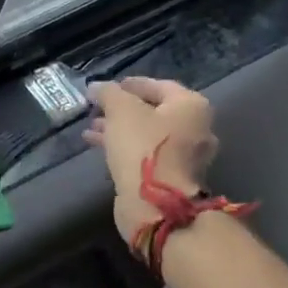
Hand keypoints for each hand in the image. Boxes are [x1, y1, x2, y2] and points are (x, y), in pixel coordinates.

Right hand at [84, 78, 219, 244]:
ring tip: (91, 129)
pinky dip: (125, 148)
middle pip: (154, 112)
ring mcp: (186, 156)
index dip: (130, 84)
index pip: (159, 86)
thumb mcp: (120, 111)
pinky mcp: (172, 177)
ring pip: (148, 135)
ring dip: (119, 130)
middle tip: (97, 109)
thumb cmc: (143, 146)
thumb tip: (97, 87)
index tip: (107, 87)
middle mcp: (196, 128)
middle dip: (122, 110)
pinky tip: (99, 147)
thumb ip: (108, 93)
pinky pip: (146, 154)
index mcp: (191, 106)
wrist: (156, 203)